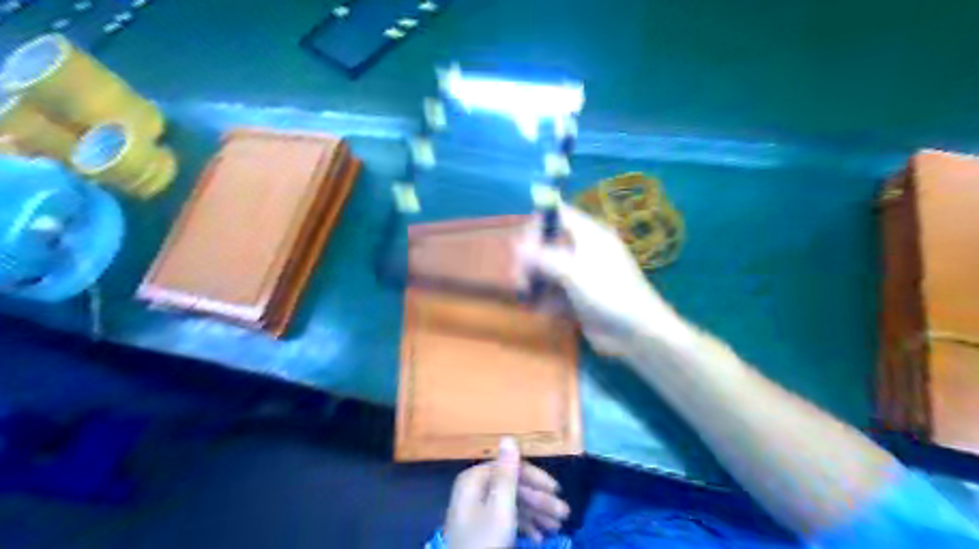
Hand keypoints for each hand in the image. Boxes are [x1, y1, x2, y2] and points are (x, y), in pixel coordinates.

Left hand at [447, 438, 574, 547]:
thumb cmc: (485, 542)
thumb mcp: (500, 508)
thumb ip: (507, 473)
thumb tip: (508, 437)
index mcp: (475, 479)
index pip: (511, 468)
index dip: (535, 478)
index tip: (557, 490)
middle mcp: (474, 489)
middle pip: (513, 486)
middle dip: (539, 500)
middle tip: (564, 514)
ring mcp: (476, 510)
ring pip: (512, 503)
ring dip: (536, 513)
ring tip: (557, 527)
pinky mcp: (481, 528)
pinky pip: (506, 518)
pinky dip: (523, 525)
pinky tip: (539, 537)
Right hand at [525, 204, 690, 355]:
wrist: (637, 333)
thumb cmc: (608, 294)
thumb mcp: (573, 273)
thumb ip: (544, 258)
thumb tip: (518, 246)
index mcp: (589, 236)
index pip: (559, 216)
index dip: (539, 225)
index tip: (523, 245)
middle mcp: (584, 251)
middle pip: (549, 244)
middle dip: (531, 260)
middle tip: (520, 278)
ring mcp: (582, 275)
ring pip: (549, 270)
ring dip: (535, 282)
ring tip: (527, 297)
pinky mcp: (579, 297)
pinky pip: (555, 292)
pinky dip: (546, 299)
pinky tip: (542, 310)